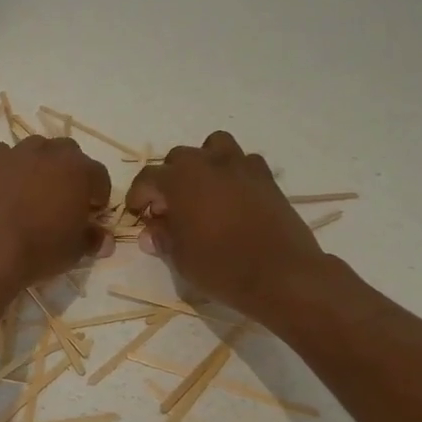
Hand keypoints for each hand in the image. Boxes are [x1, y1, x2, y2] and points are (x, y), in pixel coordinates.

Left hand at [0, 136, 113, 296]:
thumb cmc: (38, 250)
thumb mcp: (74, 251)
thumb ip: (93, 239)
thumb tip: (105, 240)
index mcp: (78, 170)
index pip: (99, 175)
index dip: (99, 193)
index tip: (94, 211)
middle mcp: (48, 152)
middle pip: (68, 153)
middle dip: (70, 172)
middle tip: (65, 198)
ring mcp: (14, 153)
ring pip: (35, 149)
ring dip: (39, 164)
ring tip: (33, 191)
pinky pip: (3, 157)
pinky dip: (8, 168)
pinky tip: (4, 189)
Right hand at [125, 131, 338, 326]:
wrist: (282, 275)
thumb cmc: (222, 267)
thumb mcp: (181, 258)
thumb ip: (163, 238)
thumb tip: (151, 232)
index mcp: (179, 180)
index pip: (148, 178)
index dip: (138, 196)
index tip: (138, 214)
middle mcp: (207, 163)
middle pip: (178, 158)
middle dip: (169, 179)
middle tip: (170, 208)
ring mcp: (240, 166)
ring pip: (214, 146)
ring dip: (203, 163)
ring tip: (203, 189)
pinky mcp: (265, 177)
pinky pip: (244, 162)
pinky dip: (234, 172)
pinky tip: (233, 195)